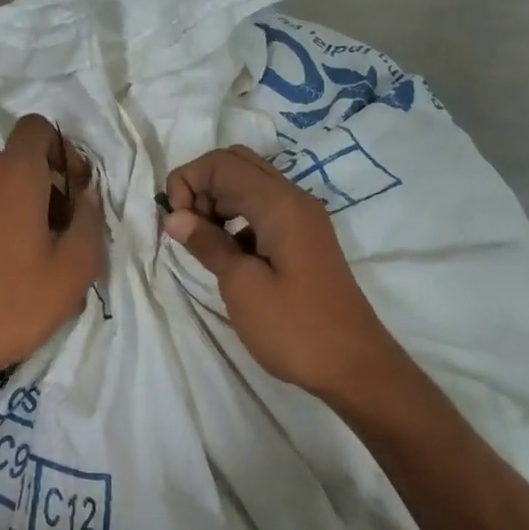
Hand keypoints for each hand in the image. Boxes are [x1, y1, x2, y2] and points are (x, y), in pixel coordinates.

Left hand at [0, 114, 105, 391]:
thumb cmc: (15, 302)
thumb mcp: (76, 267)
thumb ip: (90, 219)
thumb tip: (86, 195)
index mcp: (12, 175)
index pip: (36, 128)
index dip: (63, 150)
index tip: (76, 190)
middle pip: (20, 162)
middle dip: (49, 187)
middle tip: (66, 235)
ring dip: (25, 208)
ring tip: (38, 258)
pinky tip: (7, 269)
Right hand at [163, 146, 395, 397]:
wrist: (353, 366)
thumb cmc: (294, 328)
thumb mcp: (242, 286)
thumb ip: (208, 244)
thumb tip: (175, 216)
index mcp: (280, 204)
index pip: (221, 163)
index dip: (188, 182)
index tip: (176, 224)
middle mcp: (294, 199)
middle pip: (236, 163)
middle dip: (201, 186)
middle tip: (188, 228)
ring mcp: (302, 218)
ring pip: (249, 184)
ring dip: (217, 201)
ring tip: (203, 242)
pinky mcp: (303, 238)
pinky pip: (262, 208)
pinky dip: (236, 217)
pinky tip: (228, 253)